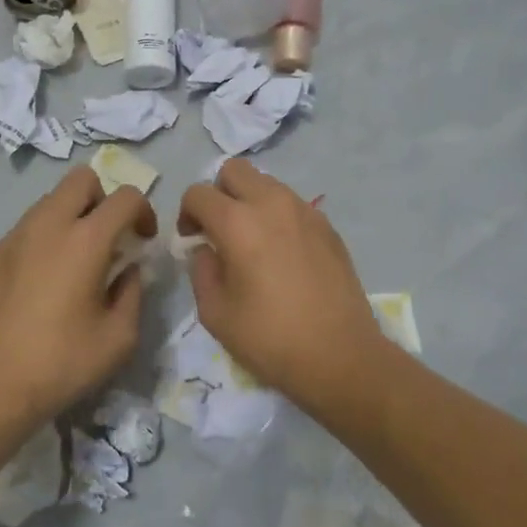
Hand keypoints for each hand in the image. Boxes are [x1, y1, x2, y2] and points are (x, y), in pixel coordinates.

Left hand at [0, 168, 155, 431]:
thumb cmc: (60, 365)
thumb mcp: (119, 338)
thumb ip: (133, 292)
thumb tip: (128, 269)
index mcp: (85, 240)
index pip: (125, 196)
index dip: (144, 211)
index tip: (142, 241)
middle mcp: (47, 226)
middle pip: (81, 179)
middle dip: (104, 199)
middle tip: (108, 239)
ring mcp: (13, 238)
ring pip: (50, 202)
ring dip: (72, 217)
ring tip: (75, 263)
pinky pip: (26, 229)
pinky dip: (44, 240)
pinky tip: (42, 284)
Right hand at [178, 161, 382, 409]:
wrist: (340, 355)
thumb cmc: (270, 338)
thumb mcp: (215, 313)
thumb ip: (201, 270)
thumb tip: (206, 249)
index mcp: (238, 222)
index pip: (198, 193)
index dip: (186, 213)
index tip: (191, 240)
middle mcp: (272, 203)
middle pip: (235, 170)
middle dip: (219, 193)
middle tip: (219, 229)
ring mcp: (305, 211)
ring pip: (267, 183)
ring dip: (250, 201)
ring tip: (252, 242)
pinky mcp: (328, 226)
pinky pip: (293, 205)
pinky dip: (278, 217)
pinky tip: (282, 255)